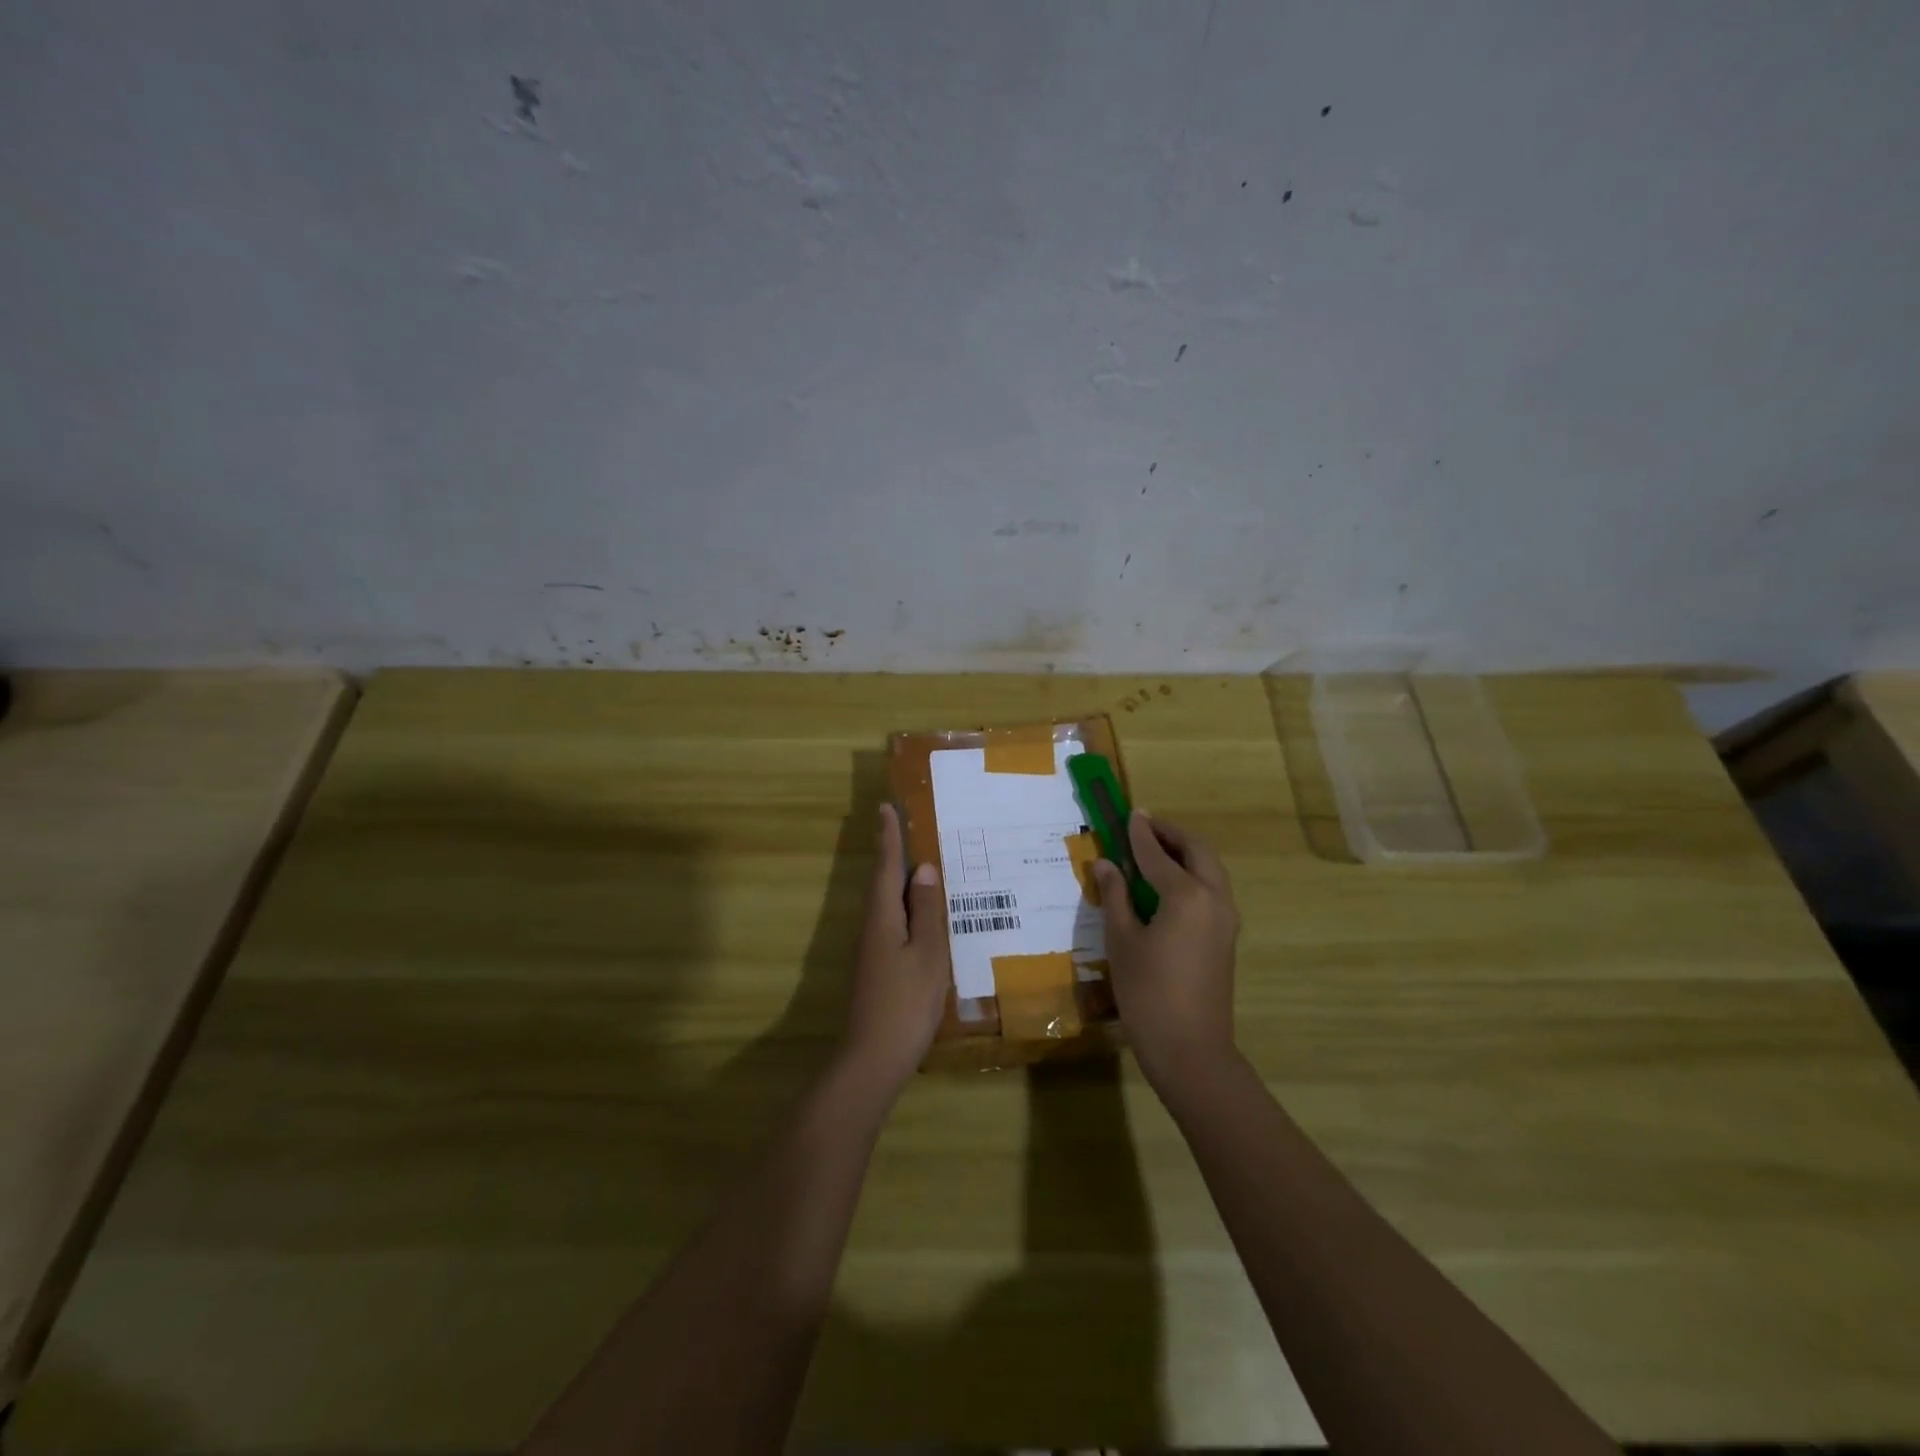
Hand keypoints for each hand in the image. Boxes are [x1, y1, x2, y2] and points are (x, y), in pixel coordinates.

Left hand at [837, 804, 949, 1096]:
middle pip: (882, 882)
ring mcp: (872, 950)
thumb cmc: (906, 1003)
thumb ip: (928, 912)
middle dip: (892, 853)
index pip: (887, 867)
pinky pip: (893, 923)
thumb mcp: (927, 954)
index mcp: (883, 917)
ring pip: (887, 904)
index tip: (885, 806)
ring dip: (899, 881)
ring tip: (921, 865)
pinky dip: (907, 908)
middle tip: (906, 827)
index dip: (888, 837)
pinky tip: (922, 916)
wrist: (873, 1059)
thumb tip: (925, 869)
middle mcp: (872, 927)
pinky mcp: (877, 968)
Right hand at [1093, 810, 1240, 1088]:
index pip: (1157, 854)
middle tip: (1144, 826)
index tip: (1129, 813)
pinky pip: (1211, 890)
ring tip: (1154, 850)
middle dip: (1171, 835)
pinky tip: (1167, 884)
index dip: (1139, 833)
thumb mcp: (1122, 941)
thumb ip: (1115, 896)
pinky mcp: (1226, 938)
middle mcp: (1214, 899)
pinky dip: (1192, 874)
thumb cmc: (1148, 993)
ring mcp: (1226, 919)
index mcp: (1187, 895)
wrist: (1191, 1050)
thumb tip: (1107, 864)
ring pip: (1210, 870)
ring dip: (1185, 853)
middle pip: (1197, 852)